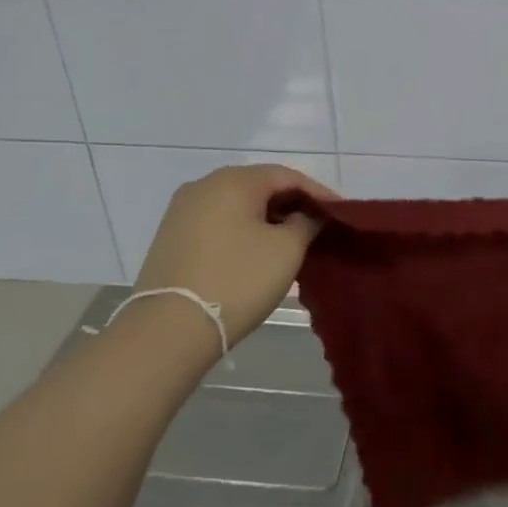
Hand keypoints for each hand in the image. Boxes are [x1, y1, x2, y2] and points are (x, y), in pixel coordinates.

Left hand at [135, 165, 335, 347]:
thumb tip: (307, 215)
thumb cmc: (237, 280)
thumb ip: (306, 223)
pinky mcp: (169, 237)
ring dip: (265, 219)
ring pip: (236, 205)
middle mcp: (203, 185)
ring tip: (289, 242)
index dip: (318, 193)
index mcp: (234, 180)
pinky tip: (254, 253)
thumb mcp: (286, 250)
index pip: (287, 176)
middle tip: (317, 226)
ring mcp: (181, 211)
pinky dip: (241, 232)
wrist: (168, 330)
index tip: (339, 213)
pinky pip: (217, 223)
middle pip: (259, 187)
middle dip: (290, 205)